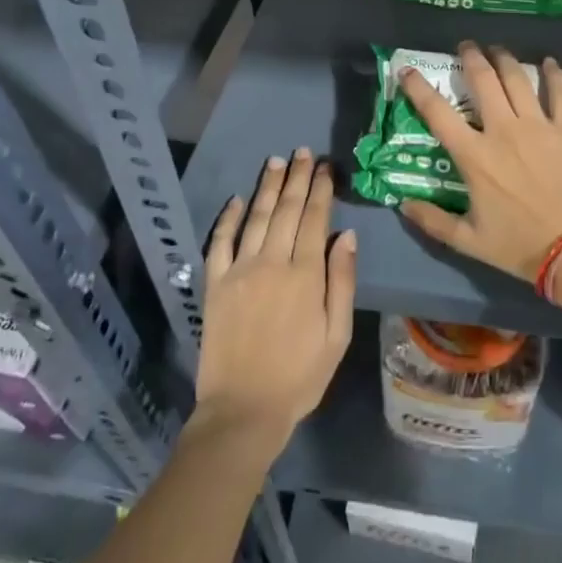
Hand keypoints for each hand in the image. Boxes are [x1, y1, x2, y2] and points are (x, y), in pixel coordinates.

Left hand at [194, 149, 356, 455]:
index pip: (315, 219)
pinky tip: (235, 199)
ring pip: (255, 217)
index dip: (321, 189)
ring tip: (277, 162)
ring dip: (267, 187)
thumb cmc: (300, 376)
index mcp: (305, 274)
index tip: (325, 166)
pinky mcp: (215, 285)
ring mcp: (239, 271)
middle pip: (286, 210)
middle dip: (298, 178)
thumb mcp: (336, 334)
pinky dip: (227, 218)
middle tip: (303, 152)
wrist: (243, 411)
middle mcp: (271, 262)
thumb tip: (346, 235)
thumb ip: (342, 281)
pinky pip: (219, 242)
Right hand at [397, 42, 561, 280]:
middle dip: (471, 57)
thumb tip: (403, 204)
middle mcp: (503, 131)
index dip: (418, 88)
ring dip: (505, 59)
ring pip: (518, 79)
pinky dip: (555, 74)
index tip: (407, 71)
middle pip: (483, 81)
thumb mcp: (468, 241)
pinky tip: (550, 63)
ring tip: (498, 50)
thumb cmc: (518, 245)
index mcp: (474, 156)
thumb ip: (433, 220)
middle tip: (466, 46)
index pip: (438, 113)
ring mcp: (538, 126)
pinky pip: (560, 93)